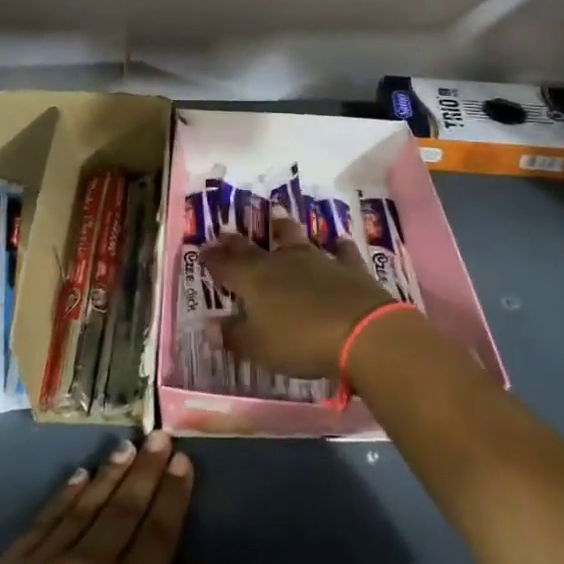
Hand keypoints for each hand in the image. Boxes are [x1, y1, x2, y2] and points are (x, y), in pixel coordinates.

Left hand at [0, 432, 213, 563]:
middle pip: (125, 508)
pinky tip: (77, 476)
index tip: (183, 460)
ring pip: (84, 506)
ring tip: (127, 448)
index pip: (159, 530)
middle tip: (159, 436)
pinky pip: (42, 522)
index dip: (174, 493)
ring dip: (109, 474)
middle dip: (147, 470)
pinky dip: (63, 496)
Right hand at [201, 214, 394, 380]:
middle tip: (226, 232)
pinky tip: (338, 242)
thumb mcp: (258, 347)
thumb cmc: (300, 341)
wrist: (361, 331)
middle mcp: (281, 262)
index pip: (225, 264)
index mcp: (254, 280)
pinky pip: (341, 252)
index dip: (212, 258)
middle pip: (254, 248)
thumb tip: (208, 327)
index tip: (202, 250)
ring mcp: (317, 260)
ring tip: (278, 215)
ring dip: (285, 228)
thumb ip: (233, 336)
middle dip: (237, 242)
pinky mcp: (348, 267)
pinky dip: (337, 246)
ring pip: (296, 238)